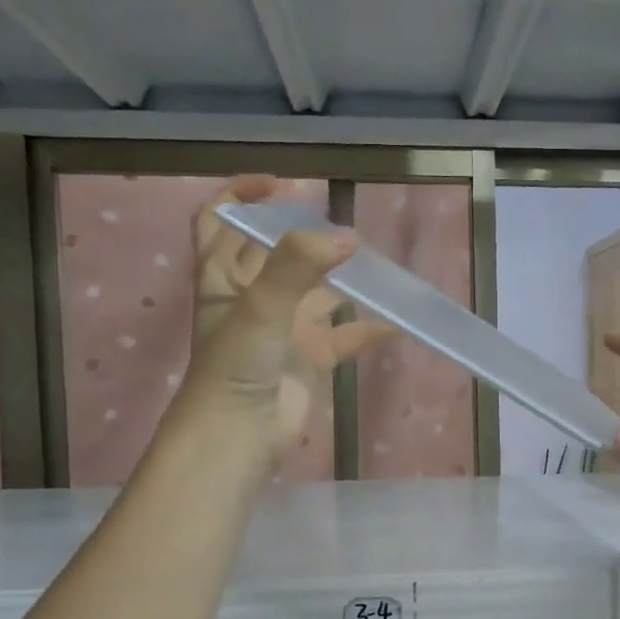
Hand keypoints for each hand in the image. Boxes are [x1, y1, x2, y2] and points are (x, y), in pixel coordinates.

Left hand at [181, 177, 390, 457]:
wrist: (240, 435)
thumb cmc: (237, 363)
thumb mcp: (261, 304)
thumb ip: (299, 264)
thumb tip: (348, 237)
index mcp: (224, 275)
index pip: (221, 219)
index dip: (243, 194)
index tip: (284, 183)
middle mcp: (253, 296)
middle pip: (278, 252)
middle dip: (307, 233)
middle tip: (343, 222)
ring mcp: (284, 328)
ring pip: (318, 292)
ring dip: (344, 277)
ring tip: (377, 262)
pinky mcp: (311, 358)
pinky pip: (346, 335)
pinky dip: (369, 328)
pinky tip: (398, 320)